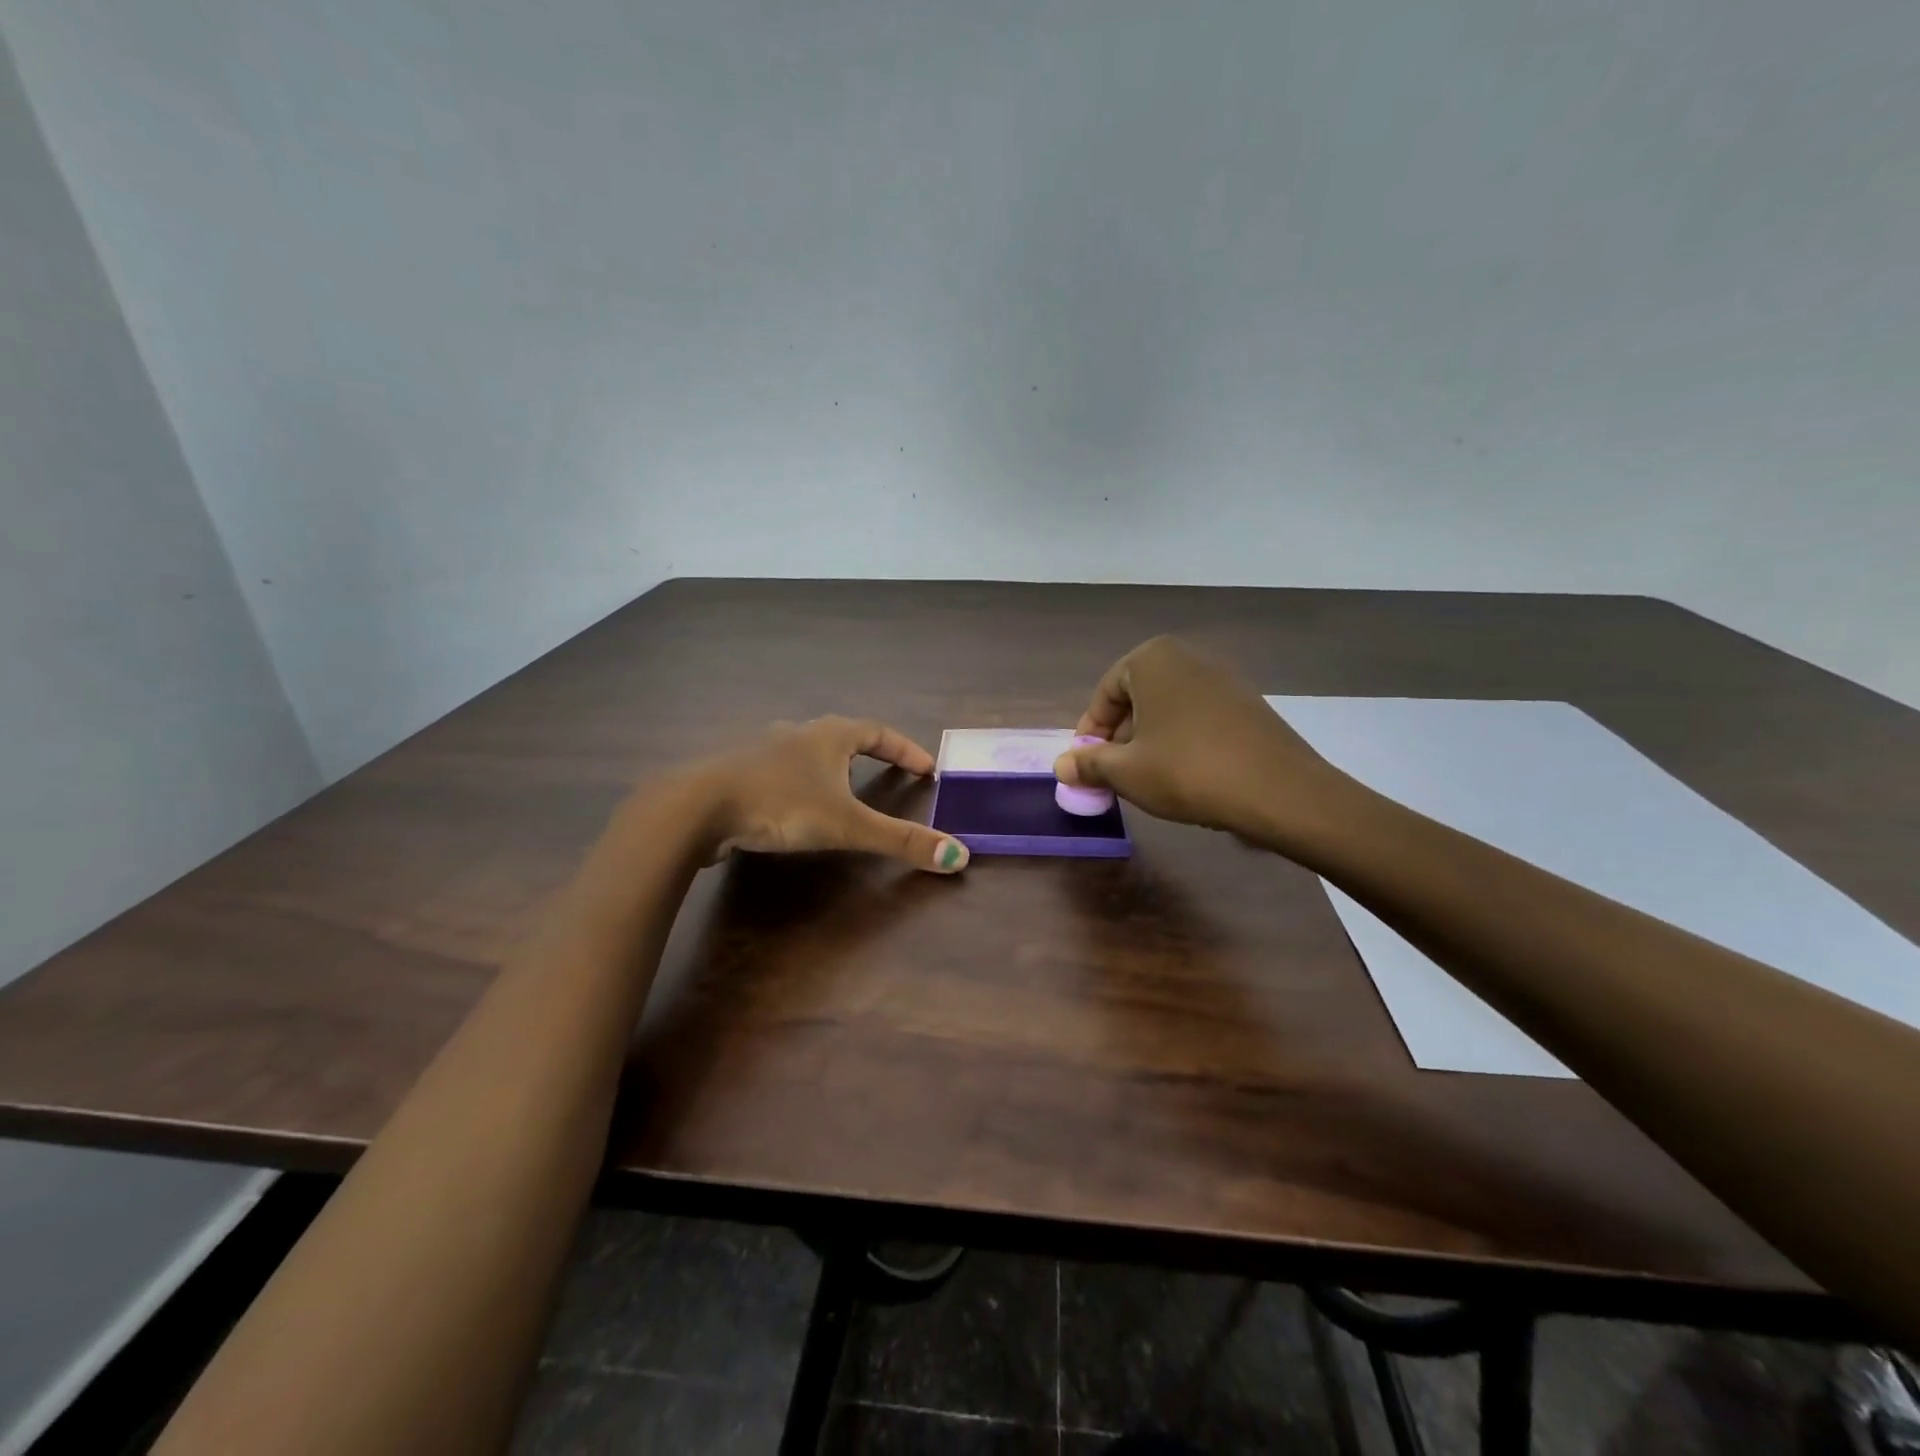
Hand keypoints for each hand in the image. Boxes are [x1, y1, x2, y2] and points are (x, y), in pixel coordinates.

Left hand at [685, 716, 969, 873]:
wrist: (698, 807)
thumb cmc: (780, 805)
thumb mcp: (846, 825)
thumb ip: (900, 840)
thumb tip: (959, 856)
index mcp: (829, 735)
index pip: (879, 732)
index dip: (905, 749)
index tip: (927, 768)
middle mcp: (797, 733)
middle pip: (842, 735)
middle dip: (869, 752)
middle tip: (889, 773)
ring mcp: (763, 750)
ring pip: (806, 751)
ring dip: (829, 764)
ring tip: (843, 787)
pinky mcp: (738, 772)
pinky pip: (779, 771)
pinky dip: (797, 782)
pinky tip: (792, 803)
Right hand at [1053, 636, 1355, 847]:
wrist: (1279, 790)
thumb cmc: (1187, 771)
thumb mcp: (1126, 771)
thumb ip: (1089, 764)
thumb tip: (1062, 766)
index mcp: (1151, 659)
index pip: (1105, 693)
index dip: (1090, 732)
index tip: (1086, 765)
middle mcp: (1187, 658)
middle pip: (1136, 698)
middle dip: (1119, 737)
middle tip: (1113, 774)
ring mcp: (1222, 678)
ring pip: (1167, 709)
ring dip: (1149, 741)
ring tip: (1147, 779)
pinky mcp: (1247, 703)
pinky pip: (1197, 718)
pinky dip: (1181, 741)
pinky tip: (1185, 775)